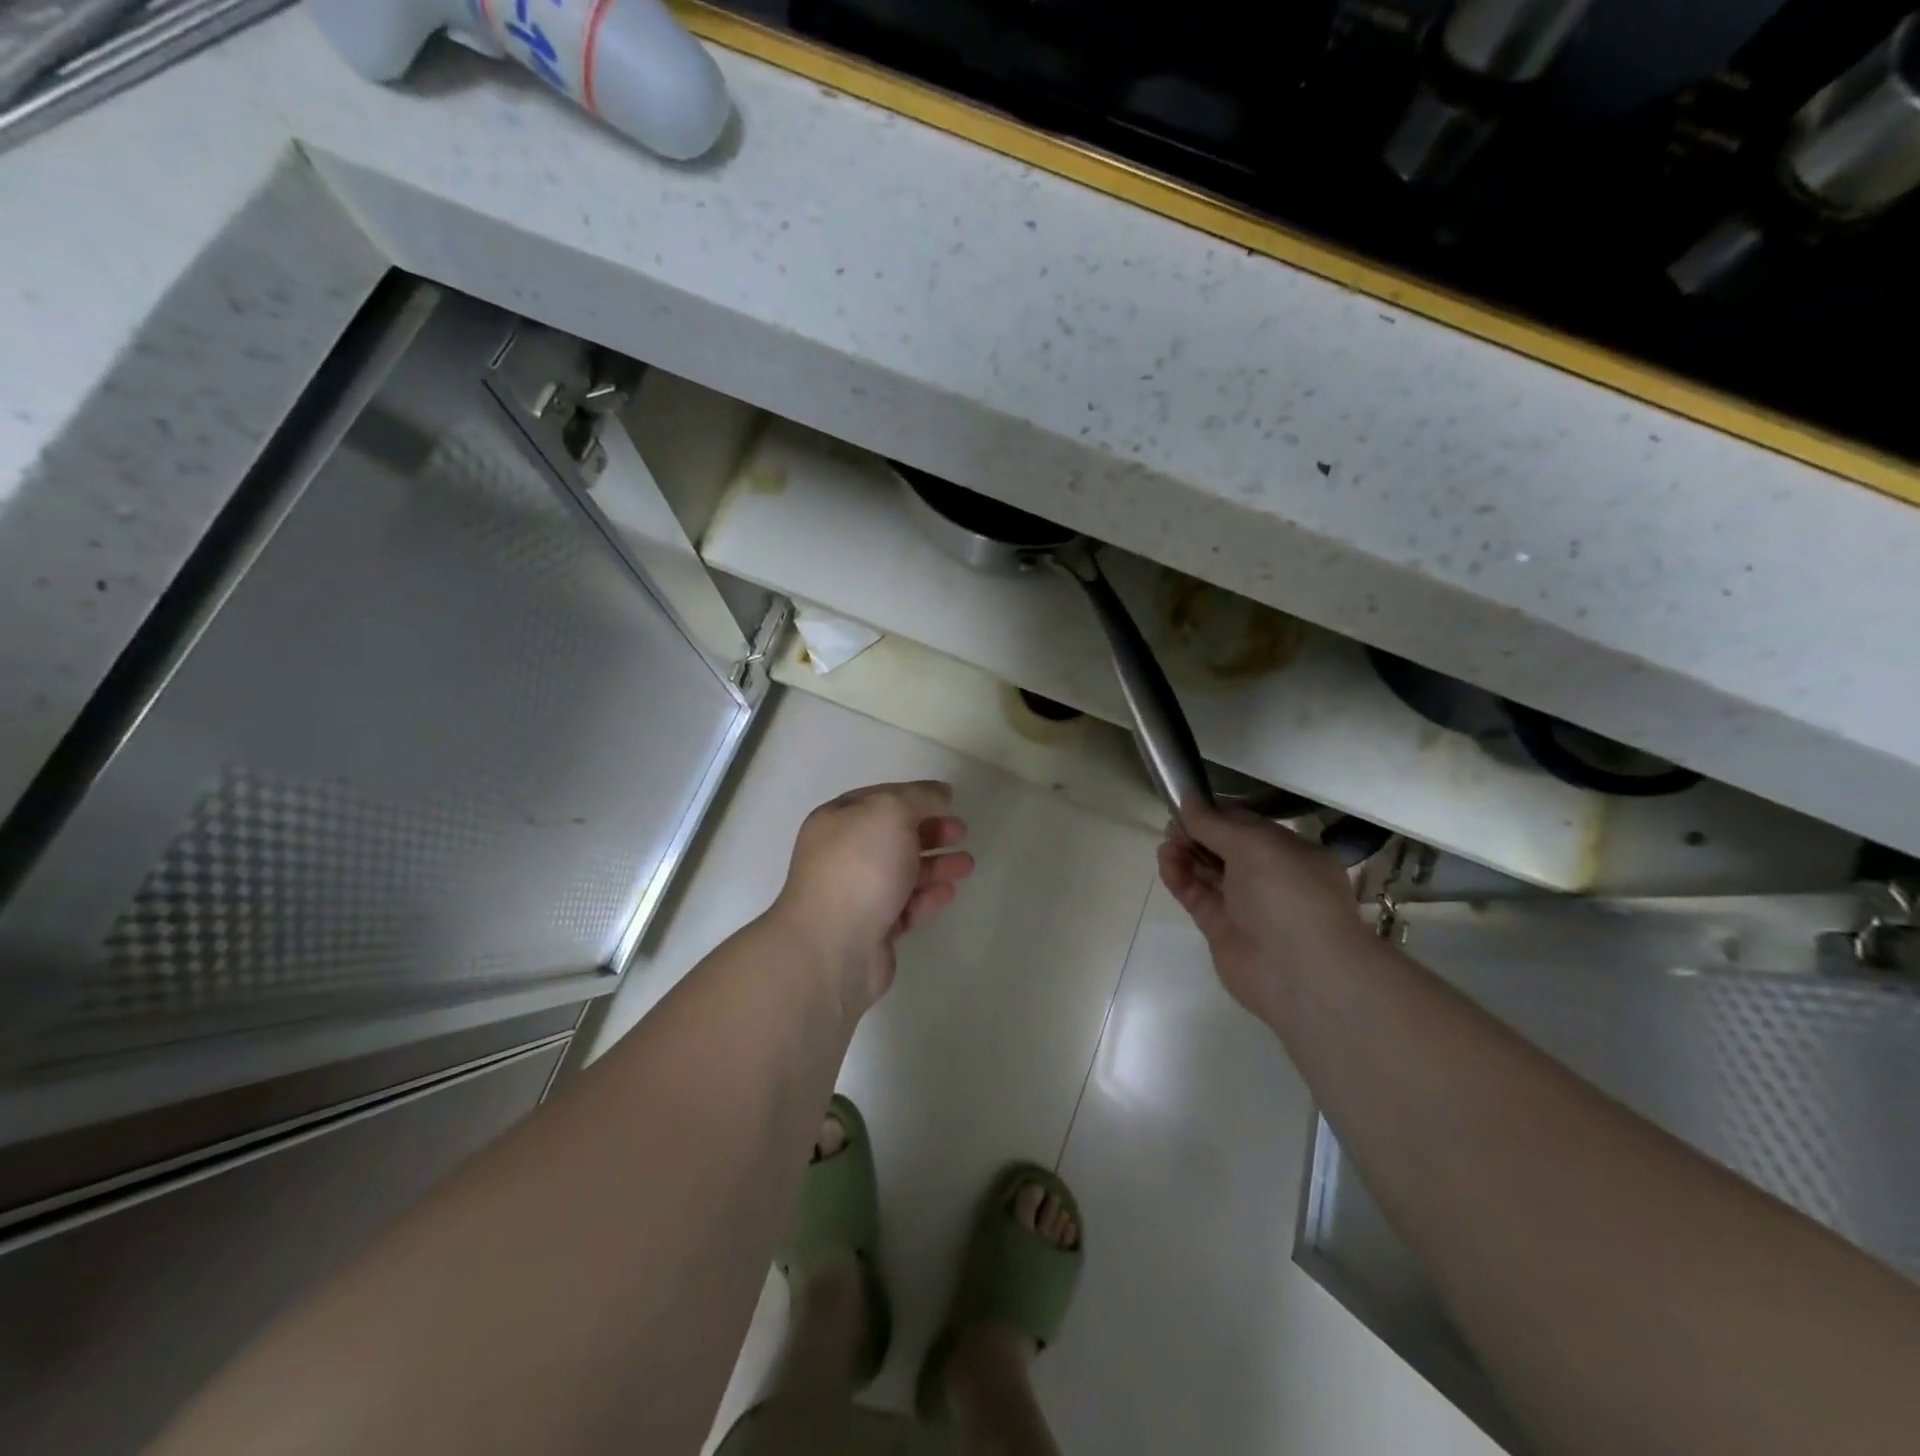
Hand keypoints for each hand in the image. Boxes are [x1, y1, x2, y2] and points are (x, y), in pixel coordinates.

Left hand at [772, 781, 974, 1016]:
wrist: (833, 946)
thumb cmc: (860, 867)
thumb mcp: (890, 812)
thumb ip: (918, 797)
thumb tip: (939, 793)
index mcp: (836, 821)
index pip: (879, 799)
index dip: (914, 796)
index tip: (948, 800)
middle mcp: (841, 855)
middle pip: (892, 836)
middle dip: (929, 831)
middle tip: (961, 831)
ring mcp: (855, 895)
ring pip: (902, 872)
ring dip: (935, 864)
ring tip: (967, 864)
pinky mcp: (872, 930)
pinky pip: (904, 906)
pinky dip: (927, 897)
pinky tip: (950, 891)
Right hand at [1157, 797, 1365, 1018]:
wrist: (1300, 972)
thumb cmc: (1289, 894)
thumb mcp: (1254, 845)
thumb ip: (1215, 823)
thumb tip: (1189, 799)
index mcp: (1290, 852)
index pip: (1247, 825)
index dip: (1217, 813)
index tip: (1188, 804)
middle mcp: (1269, 877)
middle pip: (1225, 847)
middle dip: (1198, 833)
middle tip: (1172, 823)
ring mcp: (1244, 904)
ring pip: (1208, 871)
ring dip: (1186, 853)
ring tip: (1166, 841)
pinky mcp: (1220, 928)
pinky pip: (1196, 895)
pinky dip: (1179, 877)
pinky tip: (1165, 860)